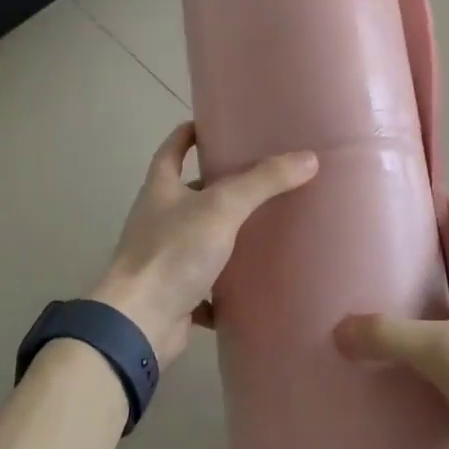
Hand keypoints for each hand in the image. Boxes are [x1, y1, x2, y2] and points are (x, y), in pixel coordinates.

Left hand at [91, 122, 317, 366]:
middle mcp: (157, 220)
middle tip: (258, 177)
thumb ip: (263, 182)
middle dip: (217, 185)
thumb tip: (308, 158)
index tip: (210, 124)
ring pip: (198, 238)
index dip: (187, 134)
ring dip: (223, 234)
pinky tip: (251, 284)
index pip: (171, 150)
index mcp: (160, 190)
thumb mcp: (223, 207)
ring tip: (263, 226)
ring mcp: (163, 259)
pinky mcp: (173, 294)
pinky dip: (224, 285)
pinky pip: (204, 285)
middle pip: (187, 194)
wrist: (140, 324)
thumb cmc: (174, 252)